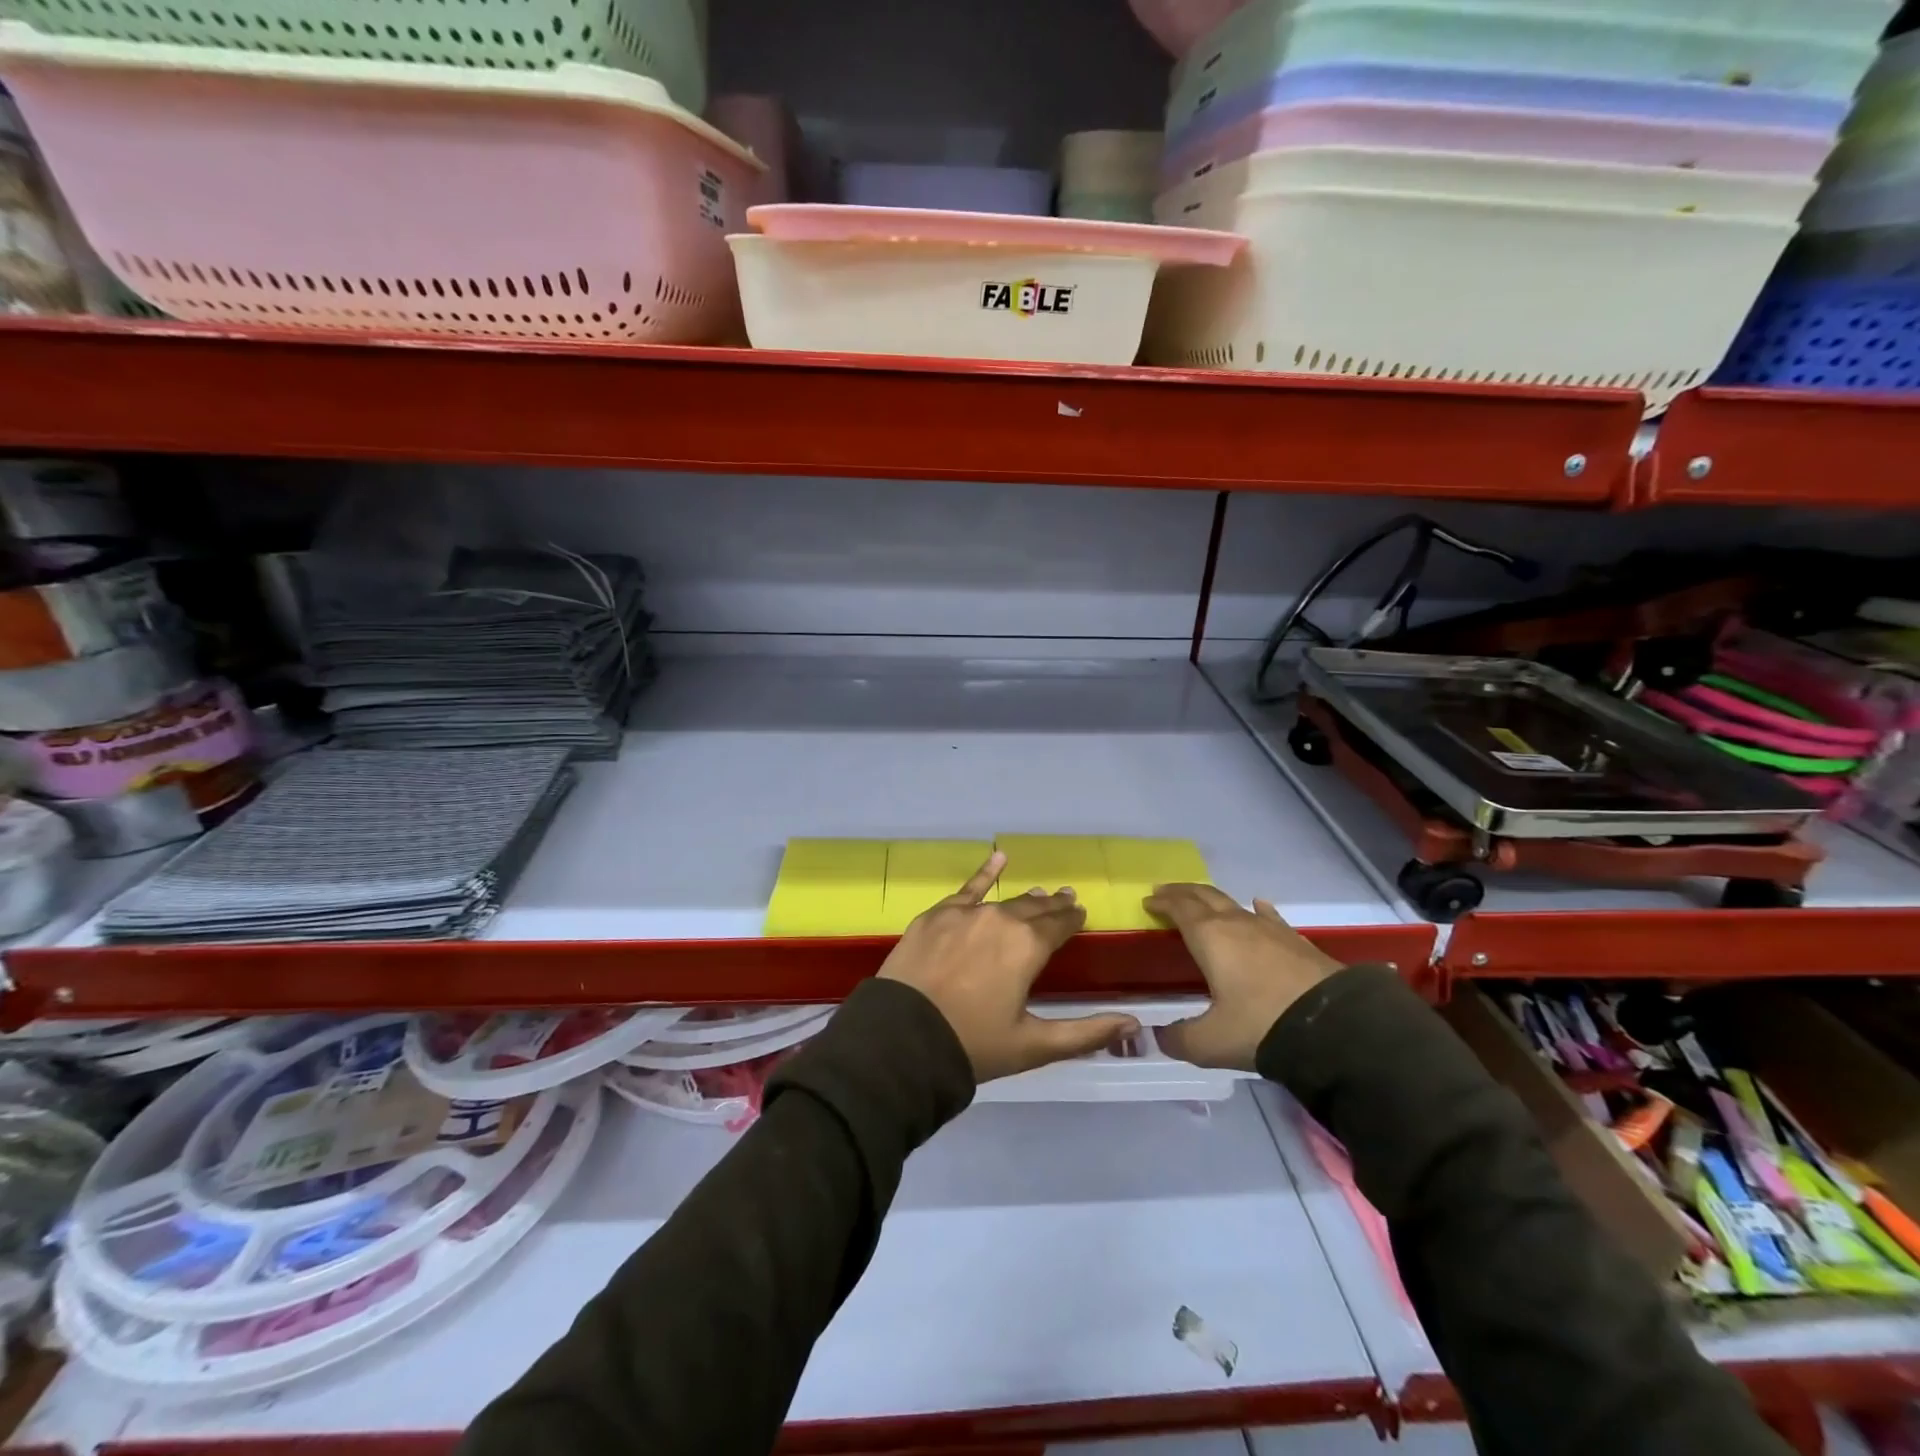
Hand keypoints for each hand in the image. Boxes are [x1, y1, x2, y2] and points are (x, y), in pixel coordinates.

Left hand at [880, 852, 1140, 1083]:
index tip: (1081, 915)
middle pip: (1034, 909)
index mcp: (1029, 946)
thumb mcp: (1034, 1045)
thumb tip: (1135, 1024)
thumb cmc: (974, 1044)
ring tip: (1039, 894)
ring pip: (1005, 900)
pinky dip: (985, 872)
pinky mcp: (936, 915)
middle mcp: (1001, 919)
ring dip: (1025, 899)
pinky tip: (998, 857)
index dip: (1073, 920)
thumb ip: (1086, 1032)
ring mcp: (965, 913)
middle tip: (1066, 901)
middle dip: (1053, 906)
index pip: (1060, 925)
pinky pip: (967, 888)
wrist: (902, 1039)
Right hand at [1146, 884, 1342, 1071]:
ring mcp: (1271, 929)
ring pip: (1234, 904)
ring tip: (1203, 902)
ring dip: (1213, 900)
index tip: (1148, 902)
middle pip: (1204, 896)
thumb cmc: (1262, 1026)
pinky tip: (1258, 906)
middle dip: (1182, 893)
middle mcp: (1237, 924)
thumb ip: (1180, 1039)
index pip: (1179, 908)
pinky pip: (1269, 917)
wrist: (1335, 1026)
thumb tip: (1160, 1037)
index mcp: (1209, 937)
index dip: (1162, 903)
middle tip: (1166, 893)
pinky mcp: (1298, 942)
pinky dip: (1256, 910)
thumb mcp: (1211, 1043)